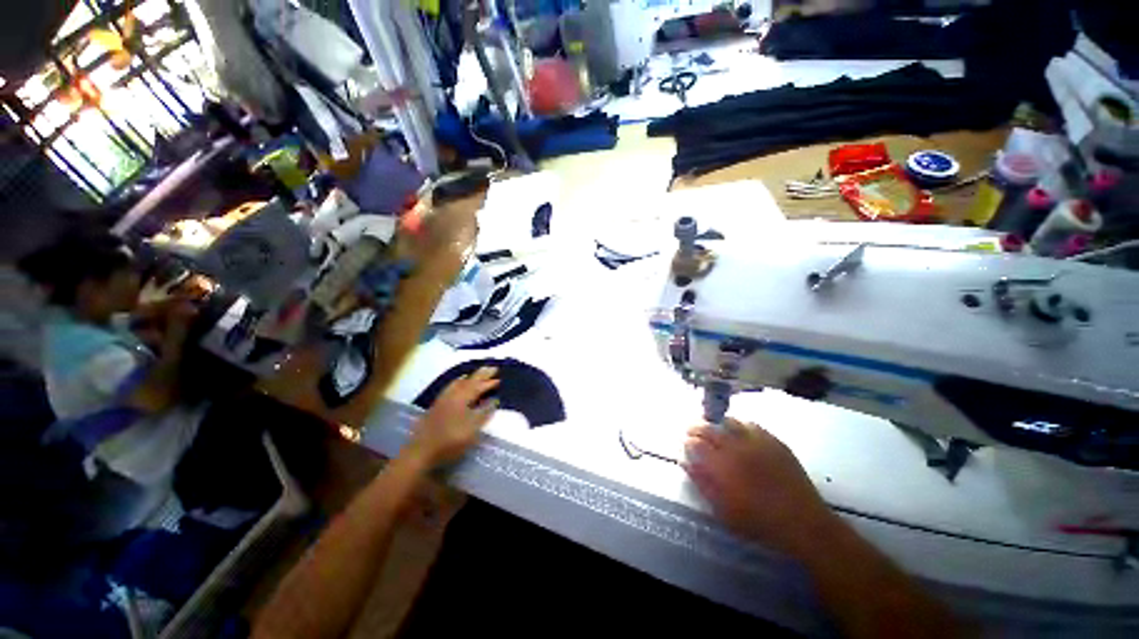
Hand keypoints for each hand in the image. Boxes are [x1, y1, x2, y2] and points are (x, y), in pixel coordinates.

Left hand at [406, 367, 499, 466]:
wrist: (421, 451)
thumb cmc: (451, 440)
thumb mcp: (473, 429)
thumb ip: (485, 413)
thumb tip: (495, 400)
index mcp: (462, 398)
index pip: (478, 387)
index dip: (489, 383)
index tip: (499, 379)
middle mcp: (452, 395)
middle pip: (468, 381)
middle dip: (481, 374)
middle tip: (491, 367)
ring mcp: (442, 399)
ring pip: (458, 383)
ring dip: (469, 377)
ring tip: (475, 374)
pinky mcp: (436, 406)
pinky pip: (450, 387)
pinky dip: (458, 383)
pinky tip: (457, 386)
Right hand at [684, 418, 838, 556]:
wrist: (803, 524)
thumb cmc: (759, 522)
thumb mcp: (723, 510)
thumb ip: (702, 483)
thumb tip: (685, 462)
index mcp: (721, 466)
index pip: (695, 443)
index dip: (687, 442)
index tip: (685, 445)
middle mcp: (736, 447)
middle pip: (708, 428)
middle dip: (696, 428)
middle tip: (693, 433)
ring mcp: (756, 441)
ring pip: (728, 421)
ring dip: (717, 425)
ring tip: (716, 433)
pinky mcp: (773, 441)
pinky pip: (750, 424)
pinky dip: (739, 426)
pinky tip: (739, 435)